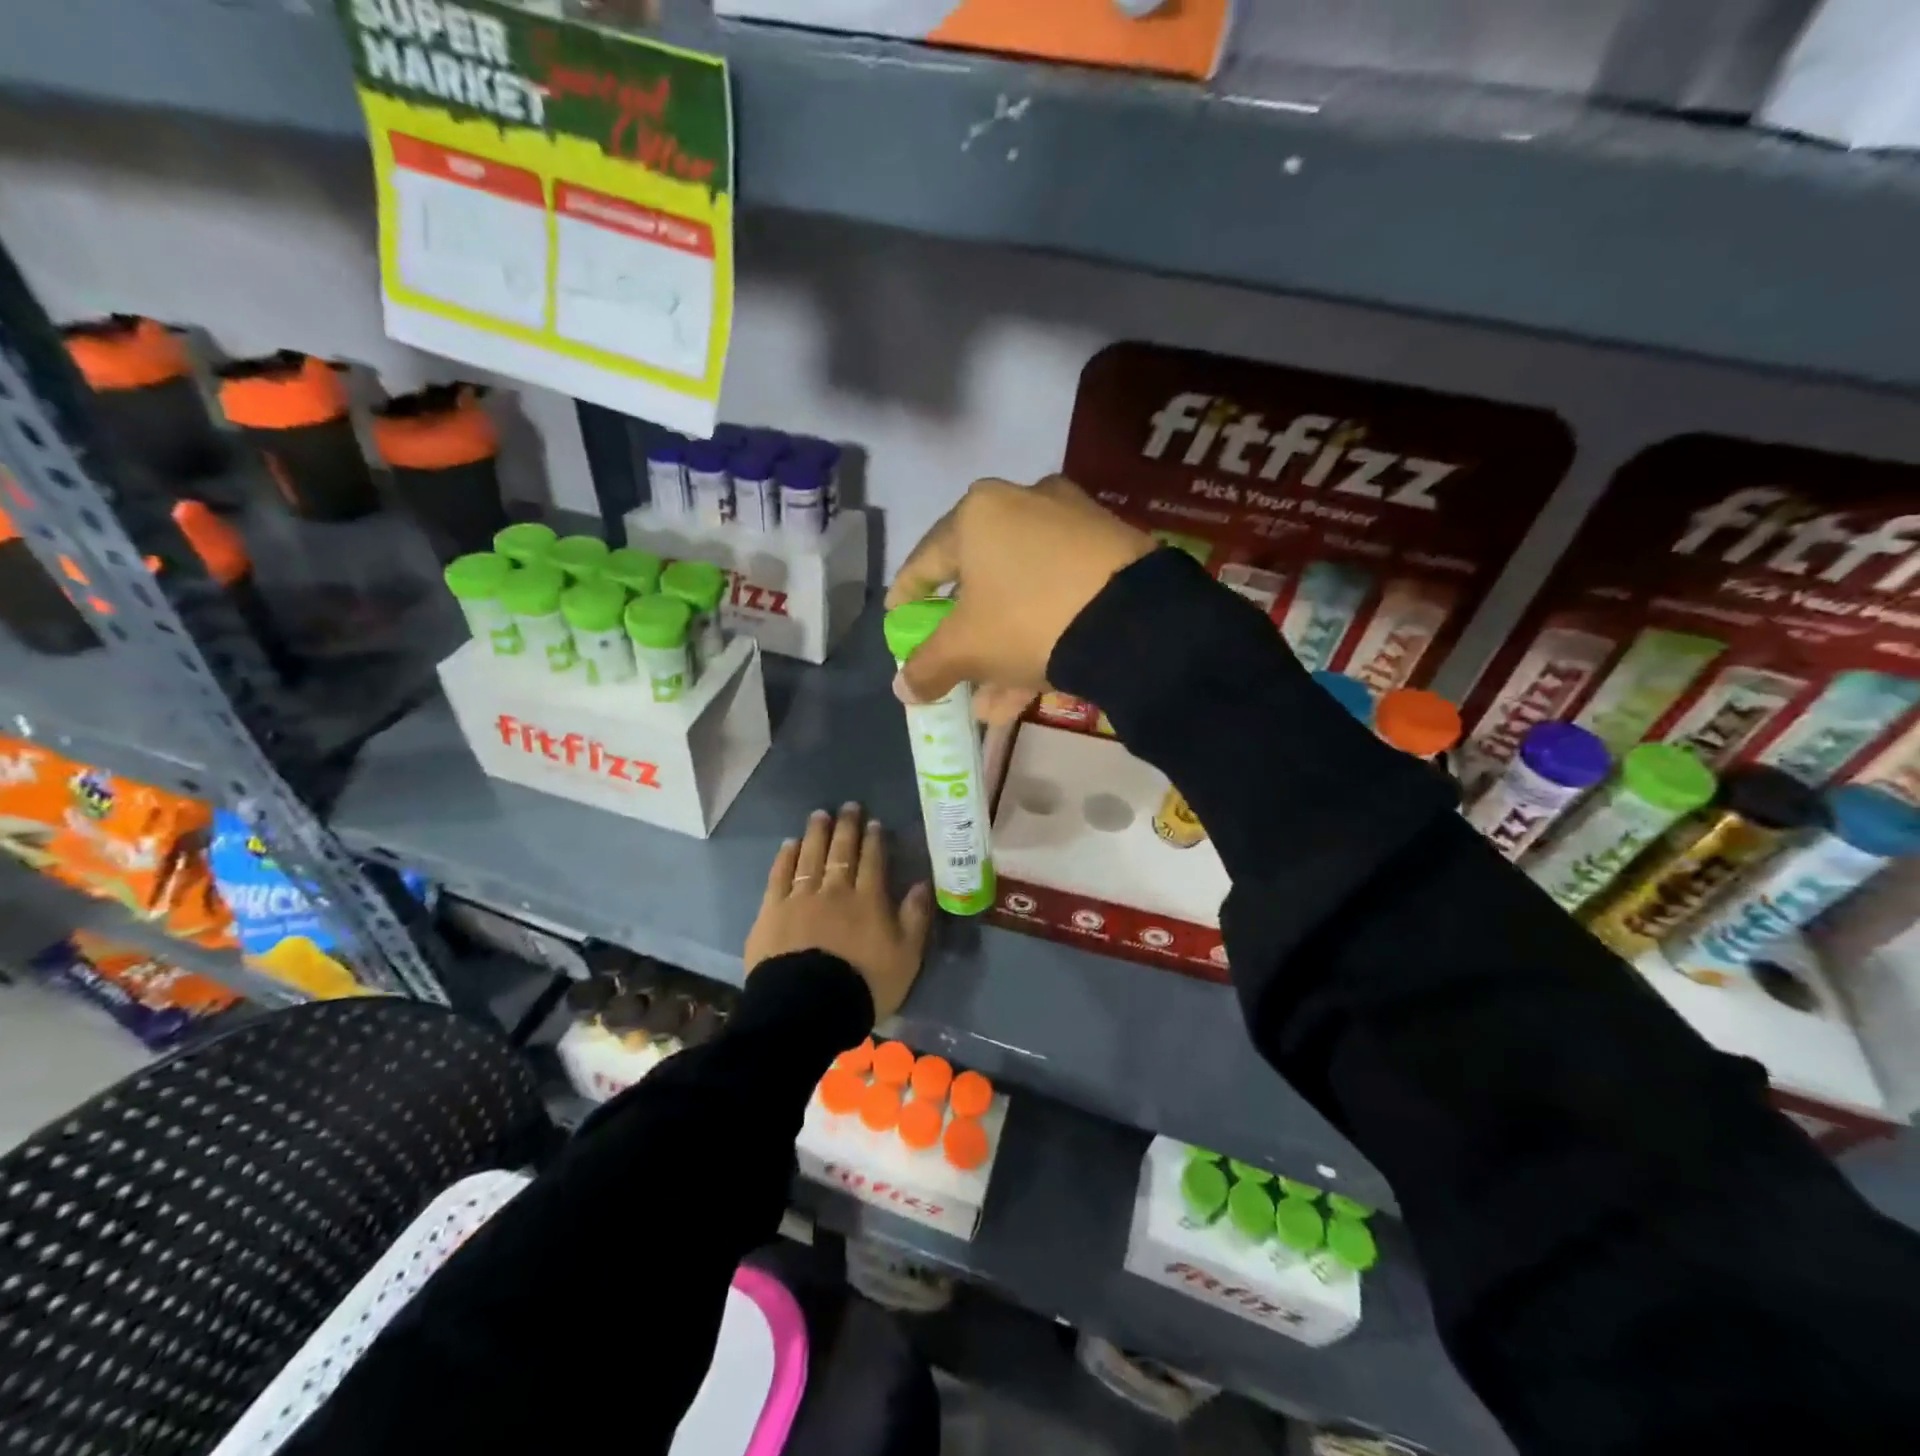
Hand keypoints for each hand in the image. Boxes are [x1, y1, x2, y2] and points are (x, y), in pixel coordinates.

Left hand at [745, 804, 932, 1021]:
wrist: (807, 1008)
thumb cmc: (864, 985)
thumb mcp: (905, 957)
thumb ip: (915, 918)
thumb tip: (922, 884)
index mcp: (868, 900)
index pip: (872, 861)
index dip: (873, 839)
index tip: (873, 822)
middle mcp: (835, 890)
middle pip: (841, 851)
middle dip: (846, 827)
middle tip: (848, 806)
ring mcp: (800, 898)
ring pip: (810, 856)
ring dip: (816, 834)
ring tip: (819, 815)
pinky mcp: (772, 912)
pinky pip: (779, 876)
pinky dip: (786, 857)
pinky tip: (790, 844)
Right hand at [886, 475, 1151, 723]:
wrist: (1135, 621)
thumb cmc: (1028, 620)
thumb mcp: (968, 649)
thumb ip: (928, 667)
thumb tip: (902, 689)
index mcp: (979, 514)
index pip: (925, 560)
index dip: (906, 596)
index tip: (898, 621)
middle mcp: (1024, 504)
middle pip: (979, 578)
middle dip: (963, 633)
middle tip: (951, 662)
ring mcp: (1073, 523)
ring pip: (1021, 592)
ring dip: (1001, 646)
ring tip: (989, 698)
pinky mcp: (1111, 548)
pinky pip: (1058, 594)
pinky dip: (1039, 634)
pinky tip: (1027, 688)